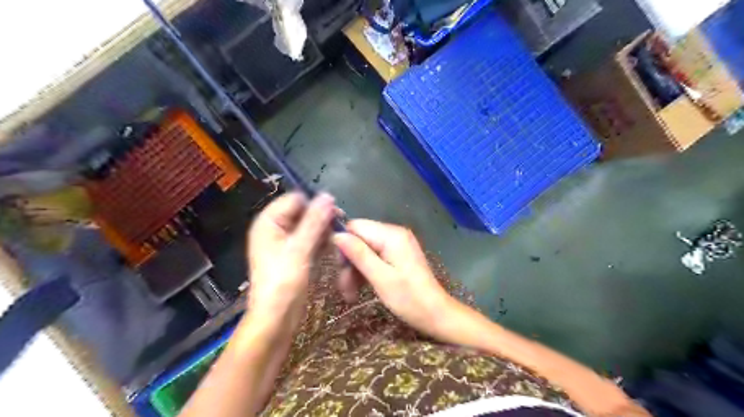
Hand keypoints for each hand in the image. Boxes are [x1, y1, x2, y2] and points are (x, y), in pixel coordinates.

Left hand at [246, 192, 333, 331]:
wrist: (276, 317)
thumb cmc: (283, 281)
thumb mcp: (299, 248)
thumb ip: (314, 221)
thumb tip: (328, 196)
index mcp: (269, 223)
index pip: (294, 200)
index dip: (313, 202)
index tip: (335, 211)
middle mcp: (275, 229)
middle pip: (301, 212)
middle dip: (320, 216)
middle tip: (340, 223)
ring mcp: (285, 243)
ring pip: (308, 226)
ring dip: (323, 229)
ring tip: (339, 234)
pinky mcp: (295, 255)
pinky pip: (310, 240)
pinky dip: (321, 240)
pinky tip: (333, 244)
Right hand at [334, 221, 455, 336]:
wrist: (436, 314)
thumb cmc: (409, 299)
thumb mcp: (380, 277)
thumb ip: (359, 254)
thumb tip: (336, 234)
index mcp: (391, 235)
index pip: (355, 227)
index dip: (343, 245)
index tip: (338, 268)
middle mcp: (394, 233)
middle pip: (359, 239)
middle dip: (349, 262)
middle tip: (345, 288)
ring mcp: (397, 244)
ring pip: (364, 250)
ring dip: (355, 270)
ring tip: (351, 294)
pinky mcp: (398, 255)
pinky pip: (374, 256)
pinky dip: (365, 271)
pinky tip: (360, 289)